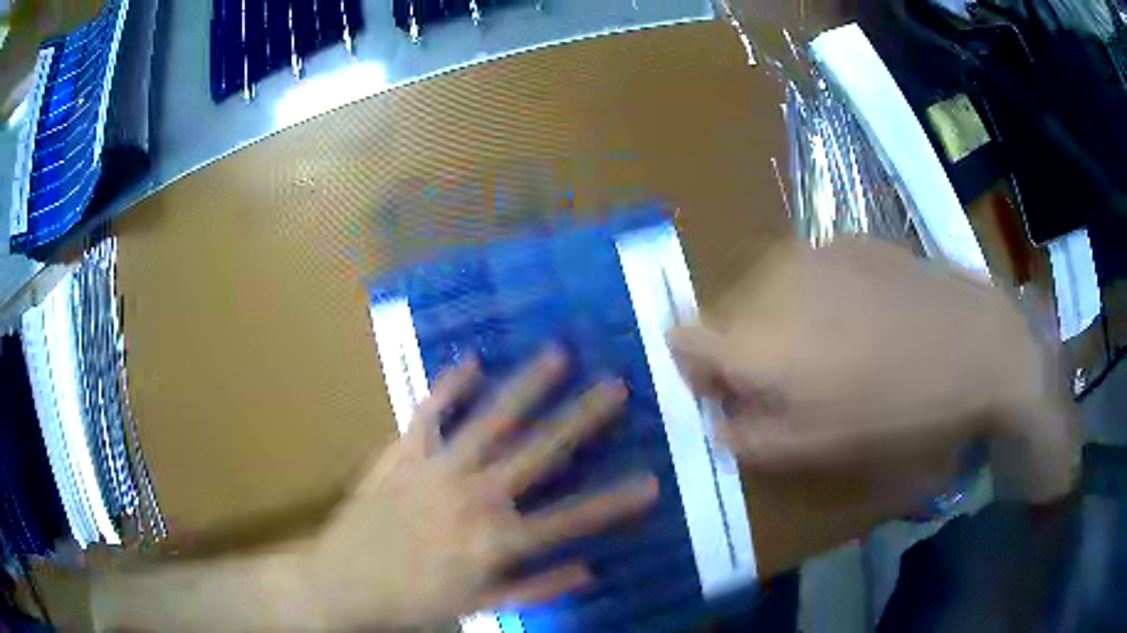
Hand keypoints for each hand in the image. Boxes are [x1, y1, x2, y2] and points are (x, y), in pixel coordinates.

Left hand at [308, 350, 658, 629]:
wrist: (341, 584)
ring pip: (490, 422)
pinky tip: (470, 360)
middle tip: (614, 385)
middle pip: (537, 453)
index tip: (653, 480)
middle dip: (581, 419)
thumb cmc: (412, 602)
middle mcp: (472, 498)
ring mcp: (434, 470)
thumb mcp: (478, 607)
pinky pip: (427, 414)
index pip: (570, 520)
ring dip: (526, 388)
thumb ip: (534, 588)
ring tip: (557, 354)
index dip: (614, 503)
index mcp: (493, 542)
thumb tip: (588, 569)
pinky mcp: (401, 455)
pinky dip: (448, 387)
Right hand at [669, 238, 1077, 507]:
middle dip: (745, 352)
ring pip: (768, 290)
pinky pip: (809, 271)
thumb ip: (748, 437)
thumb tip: (717, 419)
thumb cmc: (899, 409)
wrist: (978, 344)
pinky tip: (867, 319)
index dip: (697, 372)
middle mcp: (771, 278)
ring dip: (784, 324)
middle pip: (726, 315)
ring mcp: (814, 249)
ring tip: (837, 351)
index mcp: (756, 335)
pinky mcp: (850, 238)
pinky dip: (819, 298)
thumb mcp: (817, 448)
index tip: (733, 395)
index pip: (681, 337)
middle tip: (797, 385)